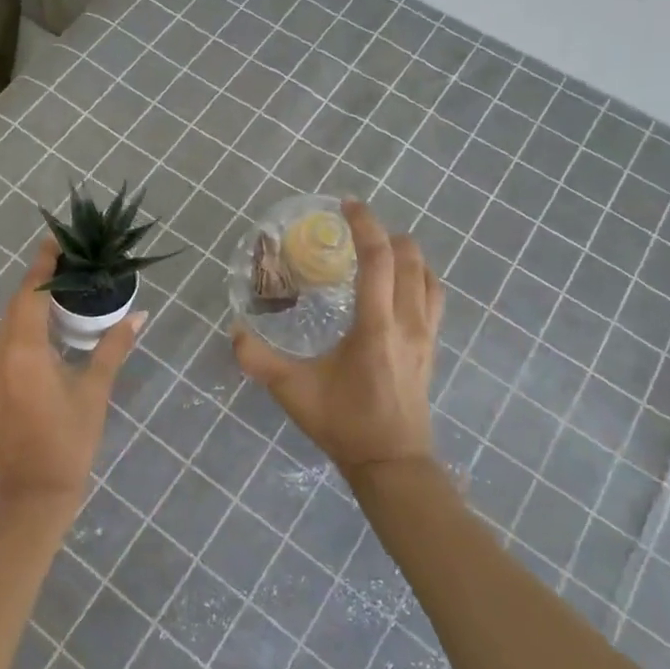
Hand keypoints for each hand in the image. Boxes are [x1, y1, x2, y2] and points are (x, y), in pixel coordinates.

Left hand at [0, 238, 144, 524]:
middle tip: (68, 266)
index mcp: (22, 351)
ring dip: (31, 309)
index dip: (43, 264)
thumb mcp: (94, 391)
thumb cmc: (69, 442)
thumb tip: (139, 316)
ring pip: (8, 328)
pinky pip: (4, 349)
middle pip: (16, 306)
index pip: (29, 293)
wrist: (31, 498)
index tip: (57, 240)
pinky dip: (23, 334)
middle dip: (39, 283)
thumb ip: (113, 348)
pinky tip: (47, 339)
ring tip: (63, 298)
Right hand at [233, 200, 443, 483]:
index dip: (365, 225)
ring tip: (379, 251)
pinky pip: (434, 296)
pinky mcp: (432, 347)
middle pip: (411, 258)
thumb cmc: (343, 423)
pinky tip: (399, 284)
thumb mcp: (292, 391)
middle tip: (356, 230)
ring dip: (407, 254)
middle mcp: (408, 322)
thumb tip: (234, 332)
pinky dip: (419, 276)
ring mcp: (427, 334)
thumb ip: (258, 359)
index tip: (347, 205)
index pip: (379, 259)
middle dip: (385, 233)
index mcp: (376, 326)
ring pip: (428, 275)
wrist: (392, 463)